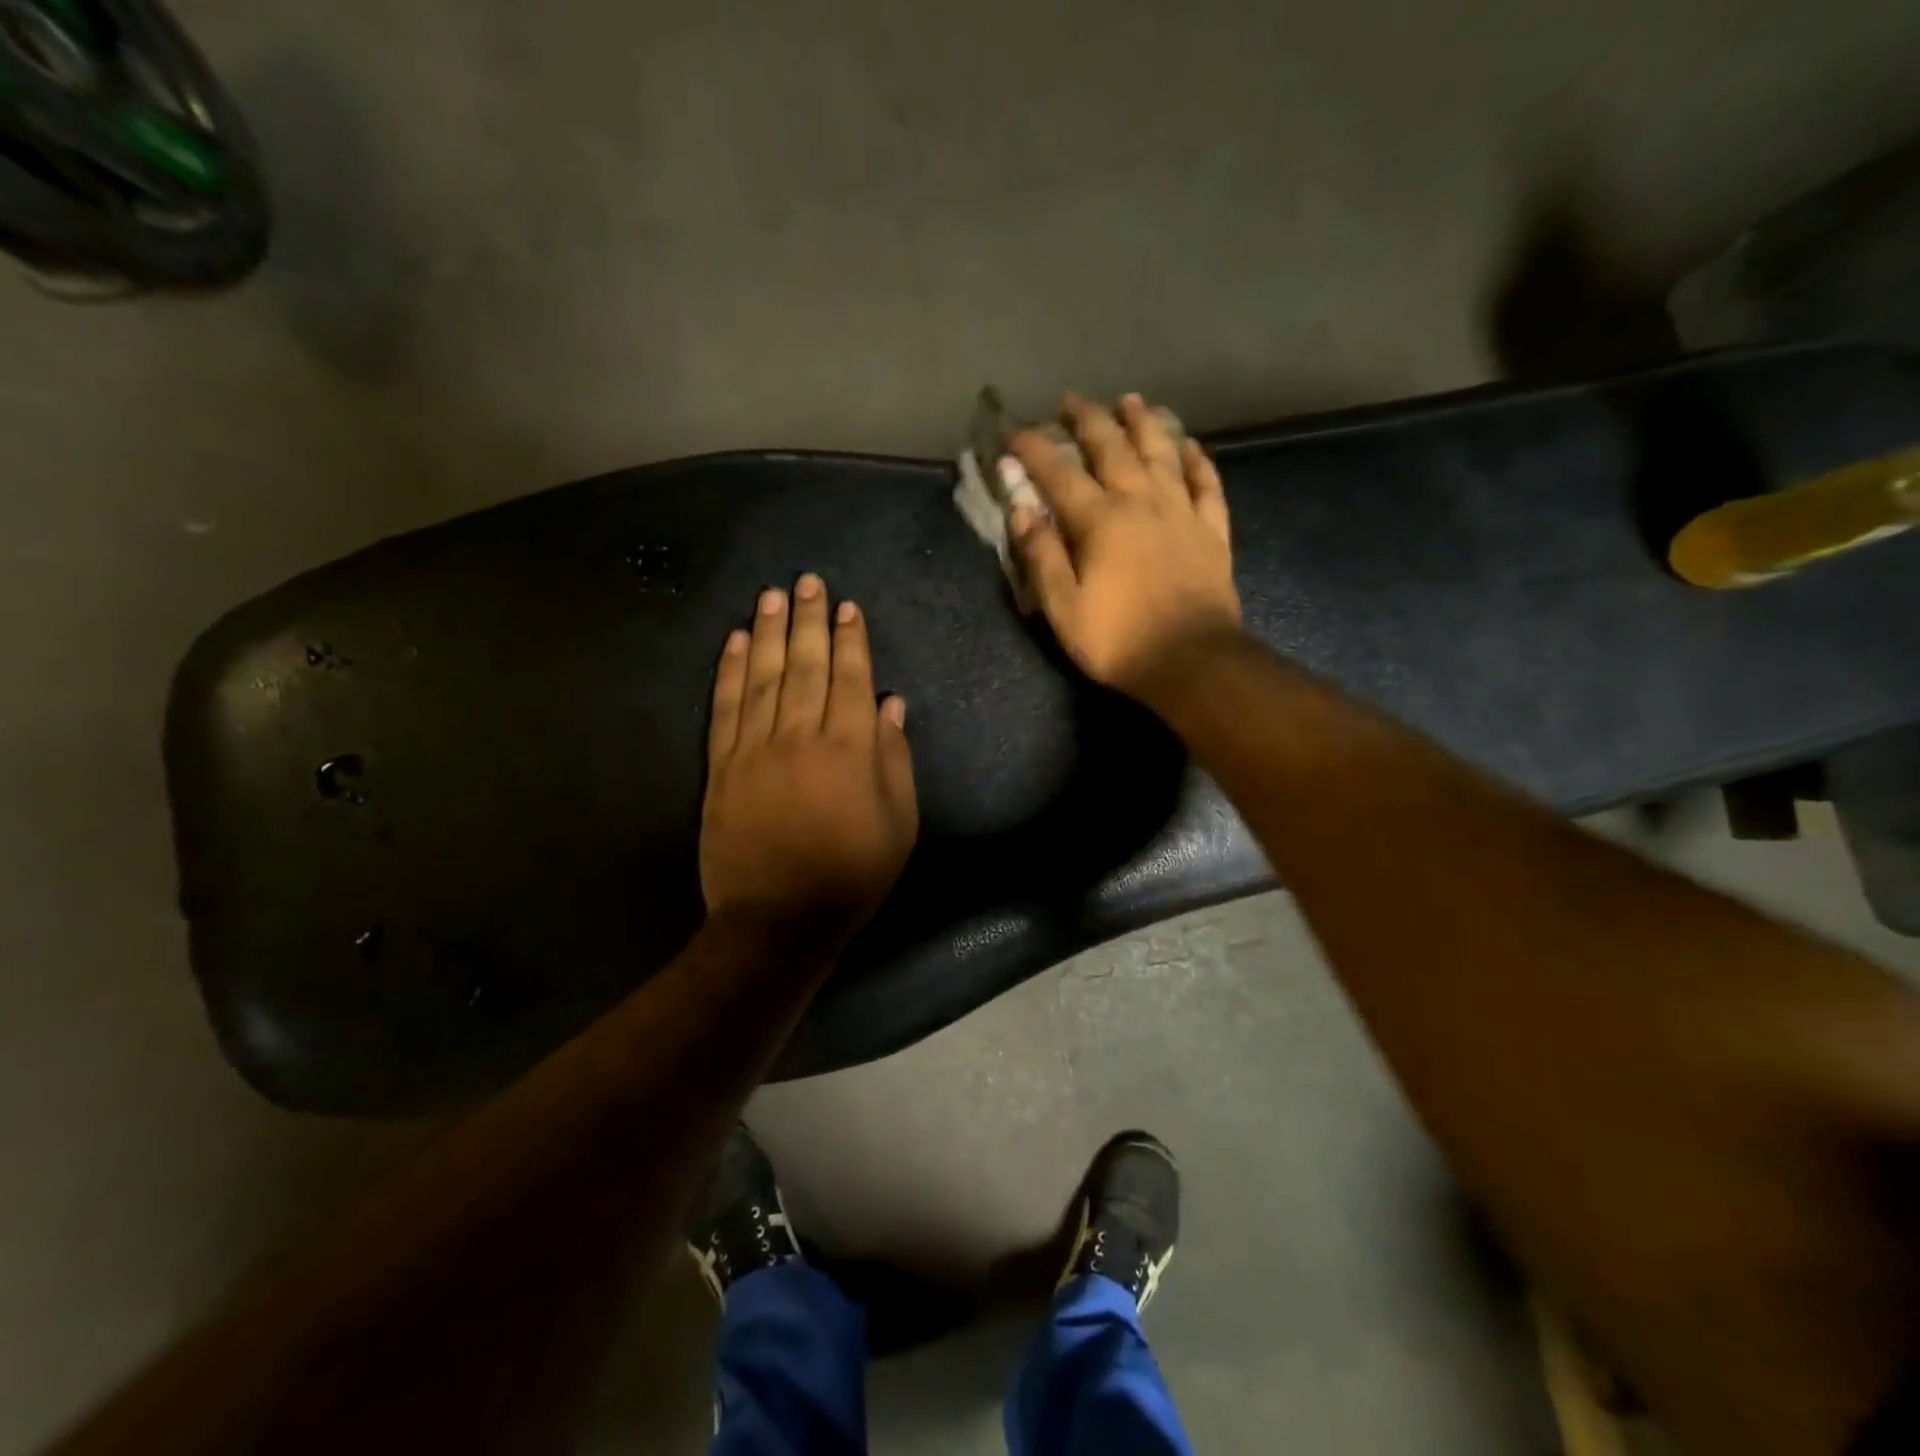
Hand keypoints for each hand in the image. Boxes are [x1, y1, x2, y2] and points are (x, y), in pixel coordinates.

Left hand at [701, 574, 917, 943]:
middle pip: (805, 664)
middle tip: (807, 582)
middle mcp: (802, 735)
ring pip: (763, 676)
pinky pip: (725, 707)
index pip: (851, 678)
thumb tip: (891, 704)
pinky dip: (729, 671)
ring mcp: (756, 747)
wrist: (780, 918)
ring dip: (768, 631)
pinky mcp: (722, 766)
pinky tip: (733, 641)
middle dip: (808, 619)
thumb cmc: (852, 873)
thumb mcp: (899, 823)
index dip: (851, 640)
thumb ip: (895, 758)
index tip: (847, 607)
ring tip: (772, 595)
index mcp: (851, 748)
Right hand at [1008, 393, 1239, 701]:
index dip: (1034, 450)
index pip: (1060, 474)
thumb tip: (1021, 509)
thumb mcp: (1063, 608)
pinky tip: (1189, 445)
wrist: (1193, 661)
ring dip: (1143, 423)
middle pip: (1113, 448)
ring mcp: (1181, 512)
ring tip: (1131, 400)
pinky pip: (1206, 483)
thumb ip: (1041, 555)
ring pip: (1162, 453)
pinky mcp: (1211, 531)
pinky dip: (1197, 460)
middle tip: (1072, 400)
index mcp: (1100, 521)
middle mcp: (1141, 502)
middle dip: (1088, 419)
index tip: (1014, 431)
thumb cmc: (1119, 640)